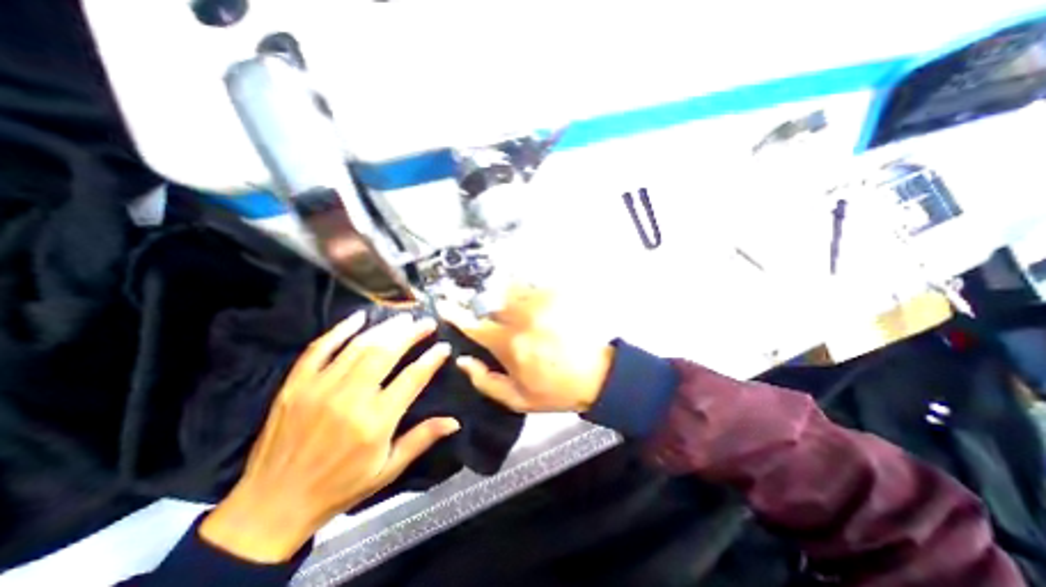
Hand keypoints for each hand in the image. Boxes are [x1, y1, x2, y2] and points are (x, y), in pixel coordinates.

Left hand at [200, 313, 458, 564]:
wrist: (271, 508)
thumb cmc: (339, 488)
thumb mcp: (387, 471)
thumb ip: (421, 440)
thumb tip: (454, 421)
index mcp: (375, 422)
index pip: (412, 378)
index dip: (431, 359)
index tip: (444, 346)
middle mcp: (349, 399)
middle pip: (386, 352)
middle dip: (411, 333)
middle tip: (426, 322)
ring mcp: (318, 388)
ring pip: (358, 346)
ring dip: (385, 328)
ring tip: (403, 318)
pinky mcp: (295, 386)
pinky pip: (319, 348)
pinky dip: (340, 330)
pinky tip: (358, 317)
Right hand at [439, 282, 613, 412]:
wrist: (596, 377)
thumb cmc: (554, 391)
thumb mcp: (517, 399)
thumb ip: (485, 381)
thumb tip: (462, 360)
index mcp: (510, 345)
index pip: (476, 327)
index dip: (456, 315)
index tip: (444, 304)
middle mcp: (522, 320)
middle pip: (492, 303)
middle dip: (487, 307)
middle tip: (494, 317)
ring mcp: (541, 305)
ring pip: (511, 290)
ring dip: (506, 296)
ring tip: (514, 308)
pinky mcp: (558, 297)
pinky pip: (533, 286)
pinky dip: (526, 291)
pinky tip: (532, 303)